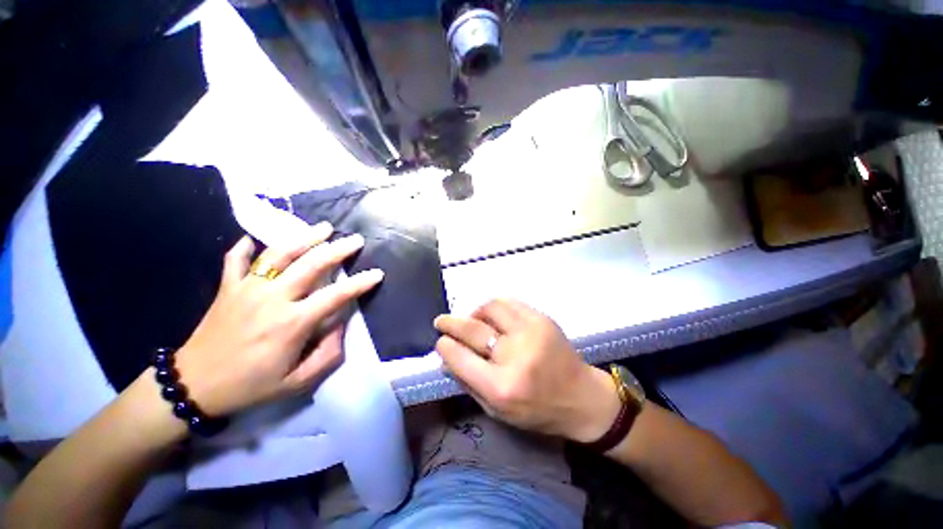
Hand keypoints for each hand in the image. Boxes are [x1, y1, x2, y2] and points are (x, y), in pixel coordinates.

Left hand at [174, 223, 382, 416]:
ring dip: (304, 237)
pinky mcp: (227, 288)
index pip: (336, 295)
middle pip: (311, 264)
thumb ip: (328, 353)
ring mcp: (247, 289)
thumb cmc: (251, 385)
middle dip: (338, 249)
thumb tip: (340, 323)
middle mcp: (272, 299)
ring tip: (323, 227)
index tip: (377, 273)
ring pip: (279, 254)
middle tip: (356, 240)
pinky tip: (256, 238)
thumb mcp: (298, 381)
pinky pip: (236, 259)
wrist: (195, 386)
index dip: (360, 283)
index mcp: (292, 323)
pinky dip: (247, 246)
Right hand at [434, 299, 620, 442]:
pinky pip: (509, 303)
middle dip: (451, 323)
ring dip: (475, 312)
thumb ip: (468, 383)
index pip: (460, 357)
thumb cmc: (538, 411)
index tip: (440, 341)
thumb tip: (446, 357)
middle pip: (473, 329)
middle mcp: (515, 355)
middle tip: (441, 321)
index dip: (445, 346)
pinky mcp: (542, 319)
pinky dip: (495, 307)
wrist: (582, 398)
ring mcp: (531, 331)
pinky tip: (493, 315)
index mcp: (501, 387)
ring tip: (473, 320)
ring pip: (490, 308)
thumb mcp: (497, 411)